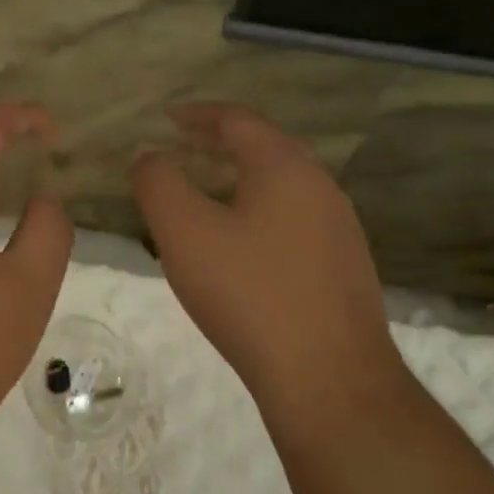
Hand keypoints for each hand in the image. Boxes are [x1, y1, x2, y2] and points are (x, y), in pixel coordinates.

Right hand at [131, 104, 402, 427]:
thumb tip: (149, 156)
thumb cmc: (250, 294)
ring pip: (283, 187)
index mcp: (285, 167)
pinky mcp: (344, 268)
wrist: (330, 379)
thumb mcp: (185, 233)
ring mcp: (340, 229)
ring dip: (242, 180)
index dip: (198, 114)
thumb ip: (158, 184)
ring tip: (207, 195)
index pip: (238, 120)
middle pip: (267, 148)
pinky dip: (260, 214)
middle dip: (222, 143)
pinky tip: (242, 248)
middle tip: (186, 149)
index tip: (167, 119)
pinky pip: (294, 221)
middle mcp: (320, 187)